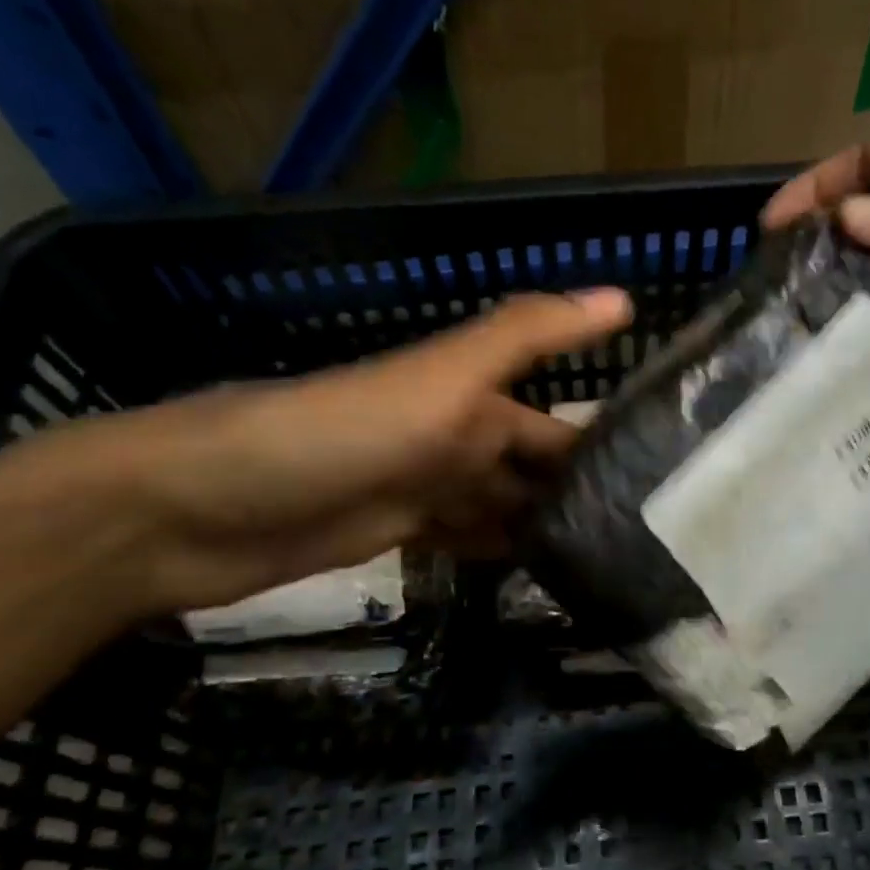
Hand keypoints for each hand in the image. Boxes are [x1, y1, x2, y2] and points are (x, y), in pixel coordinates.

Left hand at [22, 289, 632, 615]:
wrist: (198, 508)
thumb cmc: (333, 435)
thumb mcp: (438, 378)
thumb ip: (525, 336)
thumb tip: (623, 296)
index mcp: (469, 397)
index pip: (555, 419)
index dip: (606, 437)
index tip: (670, 474)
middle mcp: (453, 437)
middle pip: (532, 467)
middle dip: (583, 492)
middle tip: (653, 536)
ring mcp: (423, 489)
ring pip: (503, 506)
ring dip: (548, 526)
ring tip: (614, 561)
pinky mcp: (395, 536)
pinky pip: (465, 540)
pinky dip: (501, 552)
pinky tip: (540, 573)